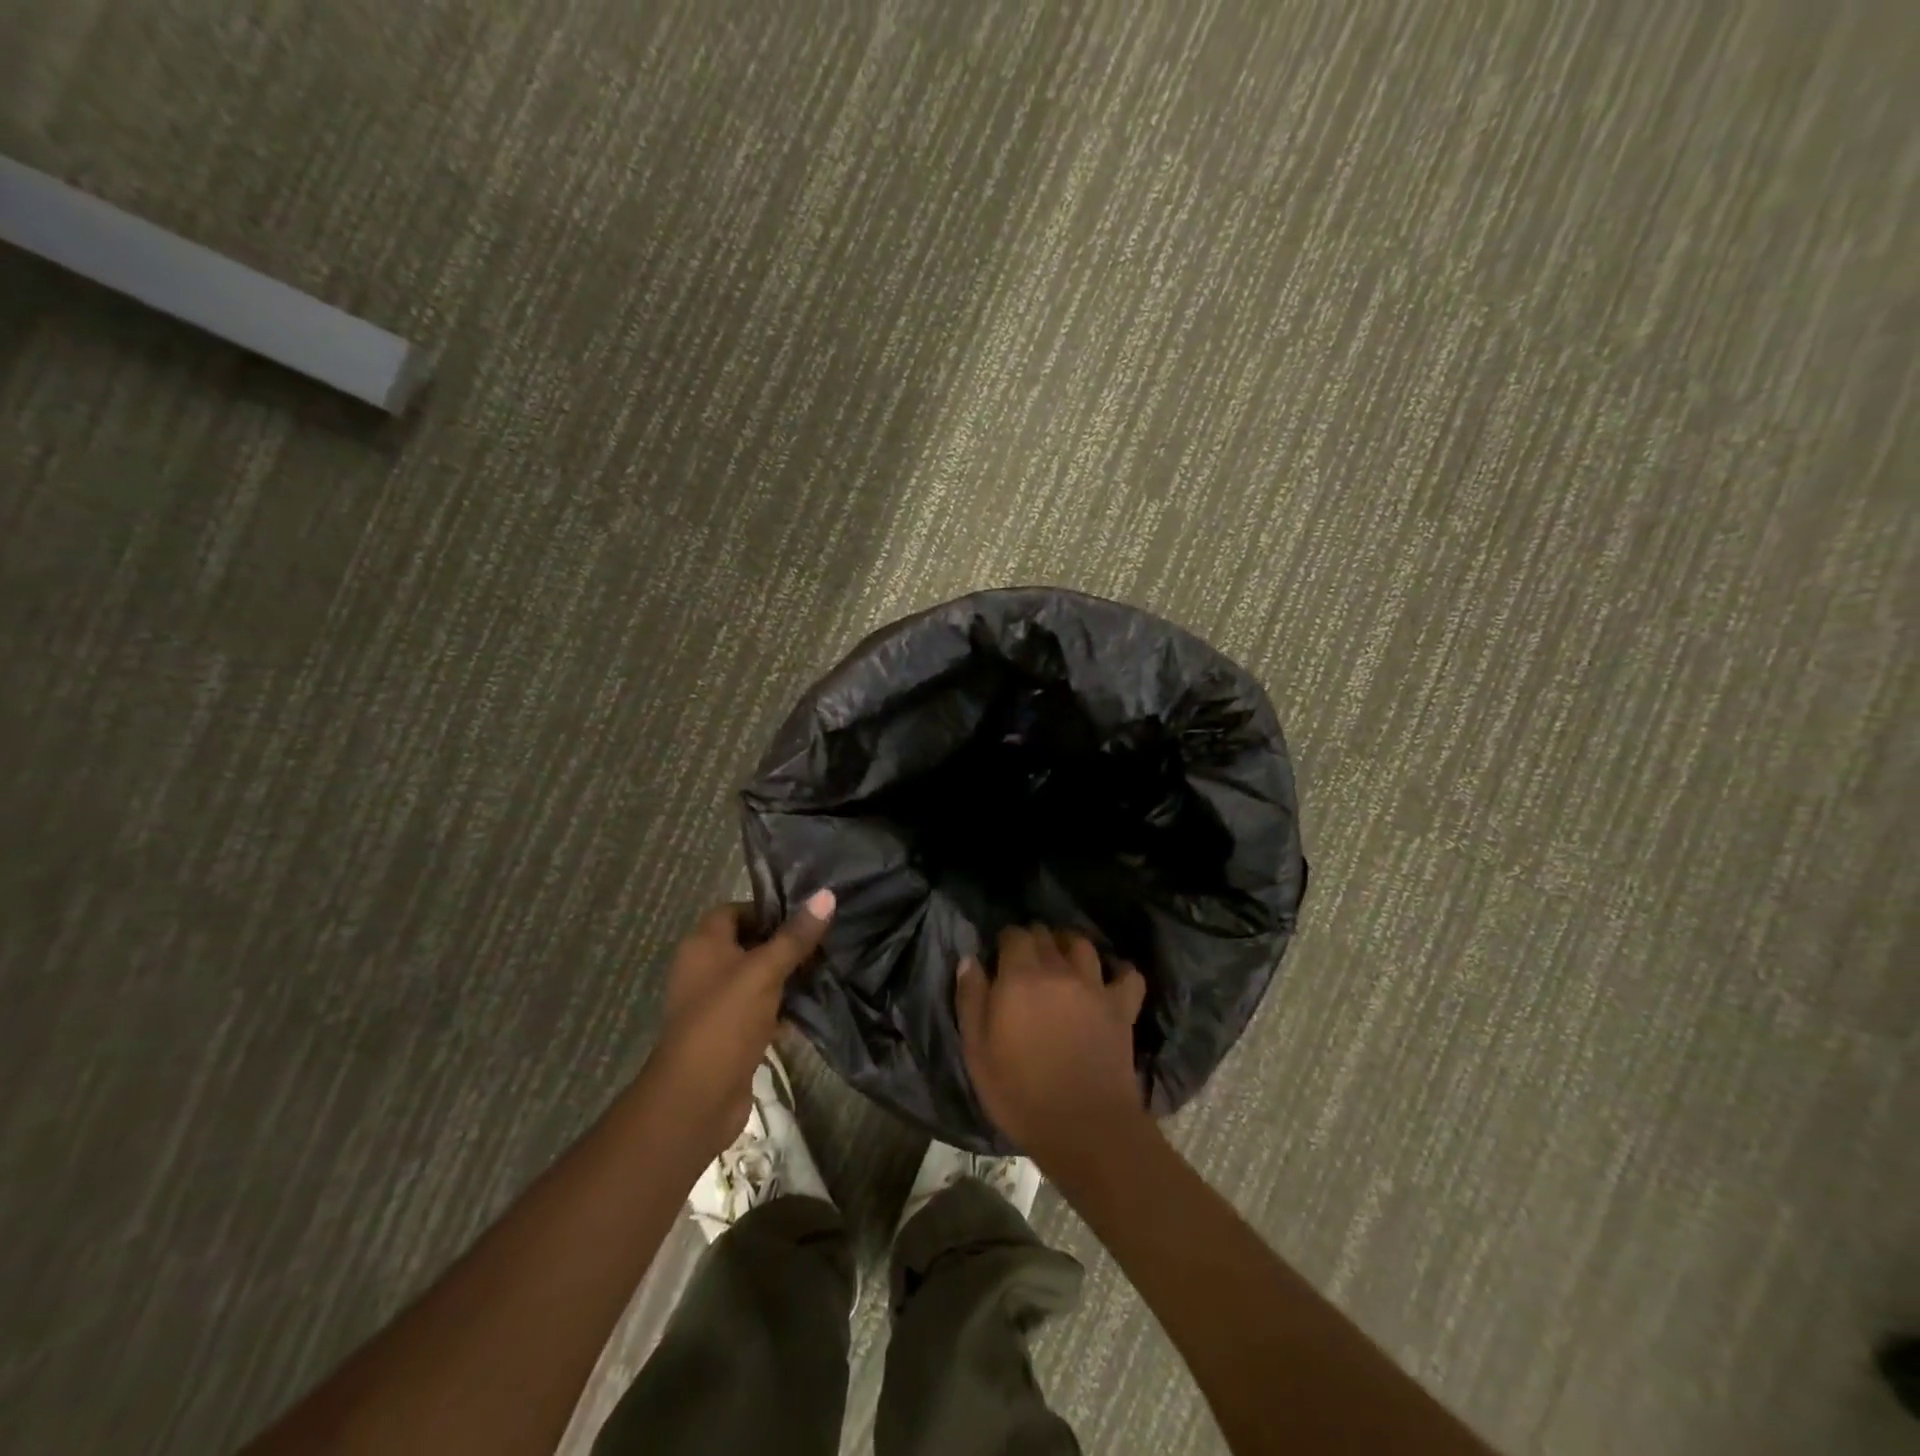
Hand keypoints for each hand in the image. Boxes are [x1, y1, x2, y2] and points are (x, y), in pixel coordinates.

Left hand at [645, 890, 834, 1158]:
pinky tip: (814, 1005)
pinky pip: (761, 1009)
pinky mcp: (730, 1034)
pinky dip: (783, 1006)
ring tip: (827, 967)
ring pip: (758, 978)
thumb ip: (795, 936)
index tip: (805, 914)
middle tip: (825, 939)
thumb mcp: (764, 972)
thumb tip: (827, 894)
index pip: (735, 911)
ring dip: (787, 975)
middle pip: (749, 944)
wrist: (697, 1099)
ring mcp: (717, 1004)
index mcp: (703, 945)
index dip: (767, 909)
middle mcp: (705, 969)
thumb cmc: (725, 1022)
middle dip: (784, 942)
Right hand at [955, 926, 1148, 1166]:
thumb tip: (969, 959)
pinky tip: (1109, 980)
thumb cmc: (1020, 1093)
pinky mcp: (1122, 1007)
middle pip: (1046, 935)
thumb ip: (971, 998)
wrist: (1083, 1126)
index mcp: (1020, 977)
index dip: (1005, 941)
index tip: (999, 958)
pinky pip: (1128, 974)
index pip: (1014, 934)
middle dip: (1034, 940)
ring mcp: (1094, 986)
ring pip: (1083, 945)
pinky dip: (1119, 971)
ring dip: (1069, 945)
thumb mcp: (977, 1050)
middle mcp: (1059, 970)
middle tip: (1026, 961)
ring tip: (1063, 961)